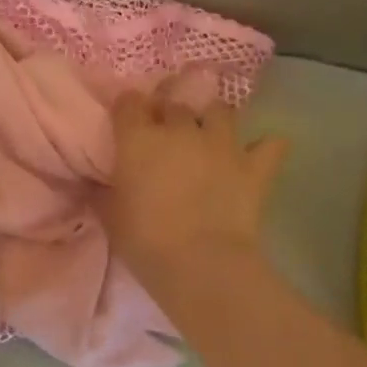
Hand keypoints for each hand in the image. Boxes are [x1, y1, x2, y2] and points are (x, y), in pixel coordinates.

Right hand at [105, 77, 289, 284]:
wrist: (200, 262)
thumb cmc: (144, 239)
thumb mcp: (110, 216)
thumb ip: (103, 192)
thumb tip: (96, 183)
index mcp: (138, 138)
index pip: (129, 103)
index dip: (128, 108)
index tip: (127, 119)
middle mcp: (180, 130)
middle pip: (174, 105)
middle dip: (168, 114)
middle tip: (166, 135)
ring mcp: (221, 144)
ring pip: (220, 111)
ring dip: (212, 119)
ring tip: (208, 134)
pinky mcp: (253, 166)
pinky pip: (270, 144)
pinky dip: (265, 147)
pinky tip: (259, 153)